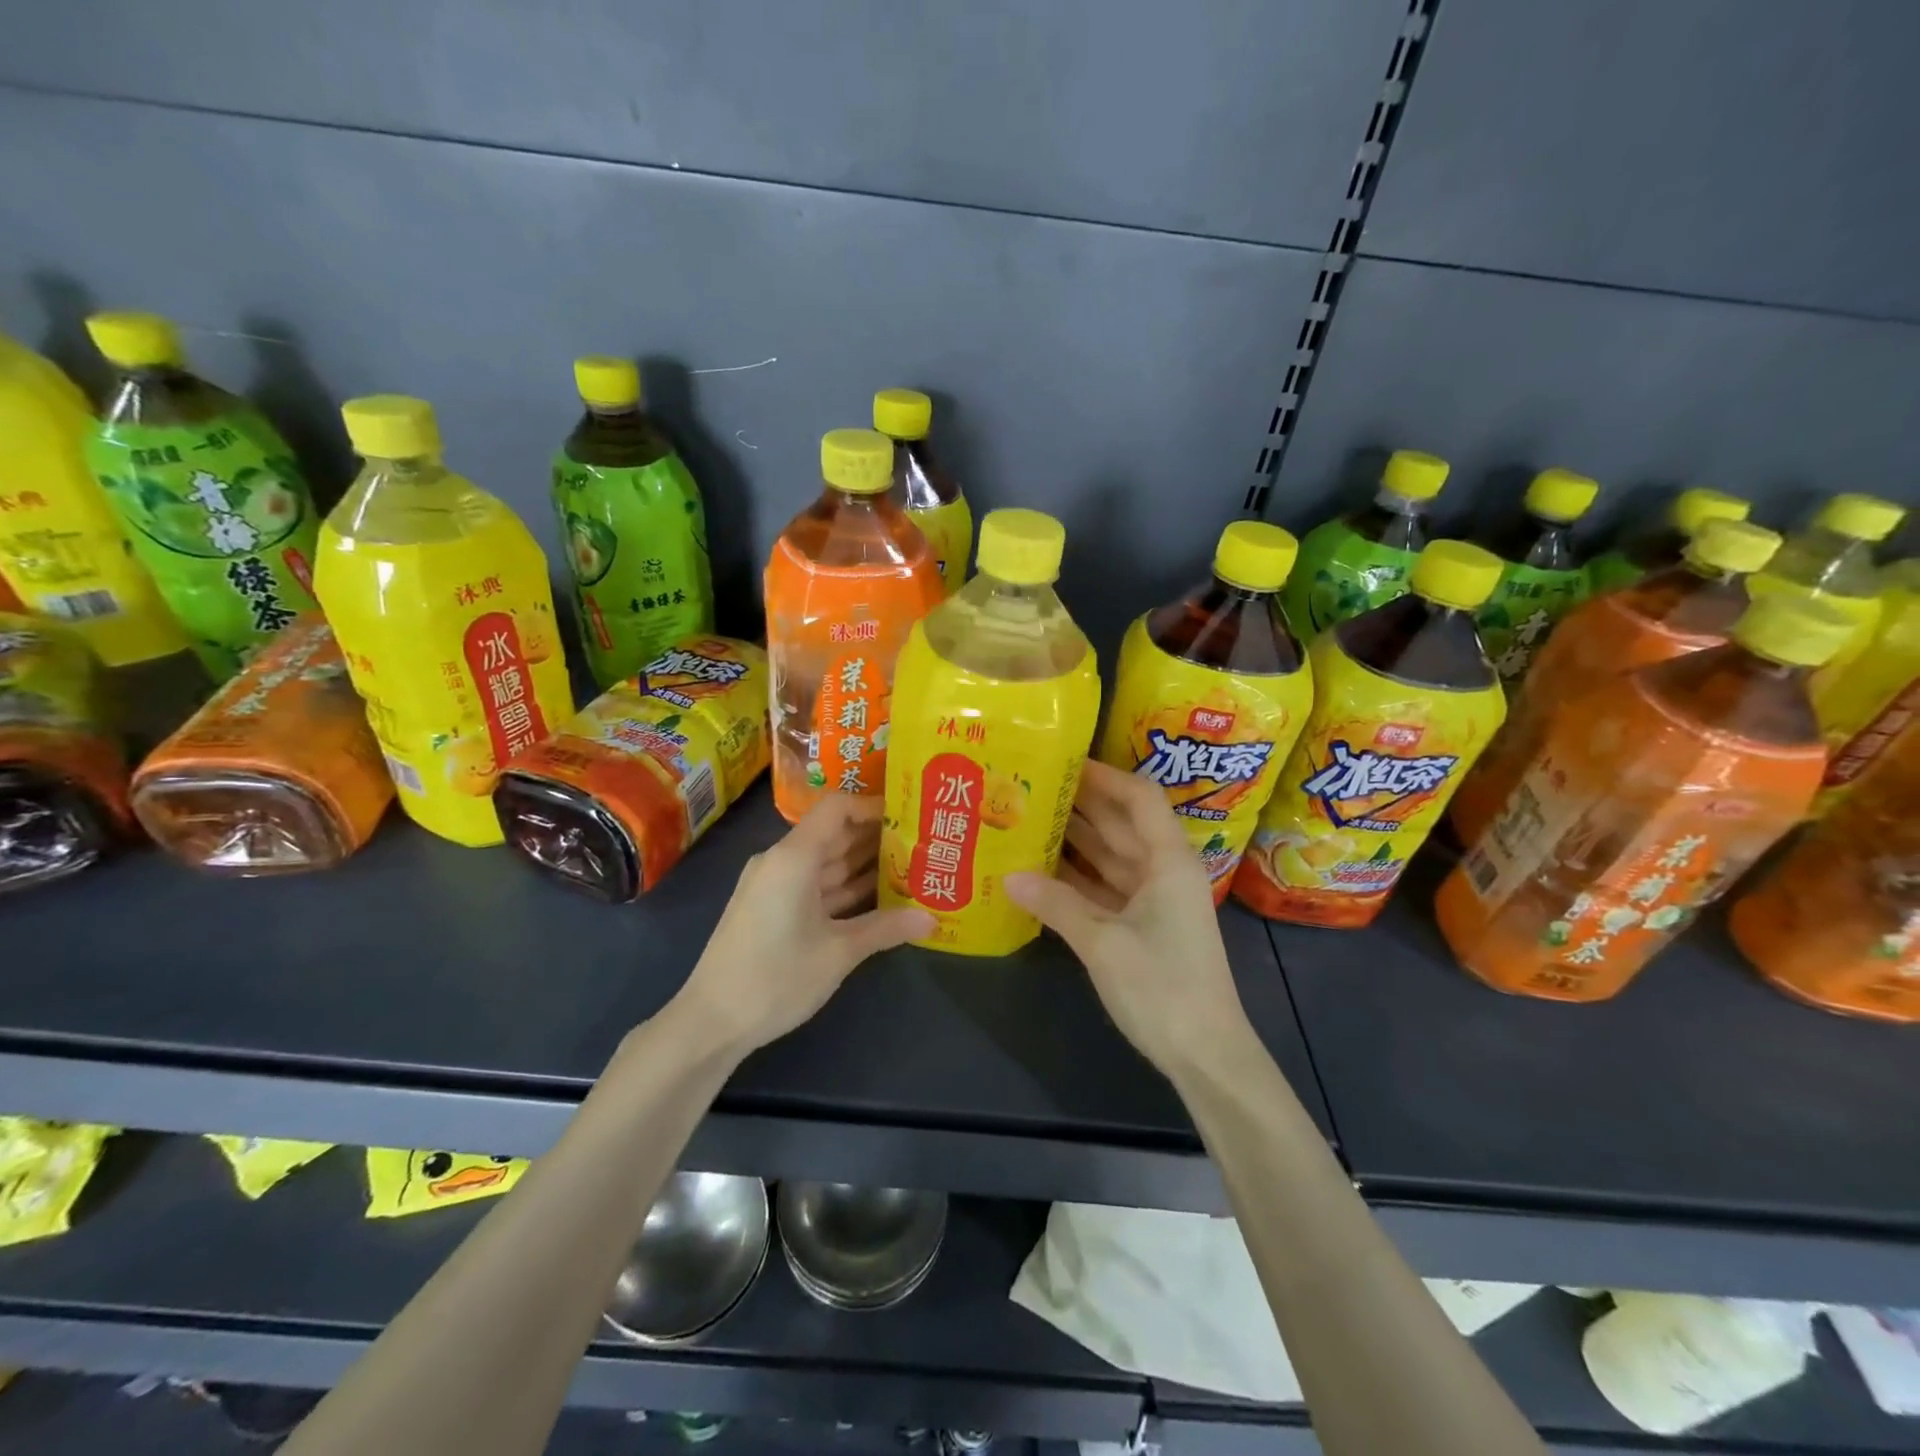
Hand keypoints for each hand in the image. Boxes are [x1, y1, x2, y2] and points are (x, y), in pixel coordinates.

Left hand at [673, 795, 933, 1056]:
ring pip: (827, 863)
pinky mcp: (771, 908)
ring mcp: (774, 886)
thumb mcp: (838, 953)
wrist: (711, 1022)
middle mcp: (782, 861)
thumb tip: (931, 919)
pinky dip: (845, 888)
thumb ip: (885, 929)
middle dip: (877, 837)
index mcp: (794, 857)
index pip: (837, 808)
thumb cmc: (775, 978)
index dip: (873, 806)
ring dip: (864, 865)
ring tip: (911, 866)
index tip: (910, 815)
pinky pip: (815, 886)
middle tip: (922, 842)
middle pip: (834, 834)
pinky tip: (880, 898)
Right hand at [1005, 761, 1250, 1081]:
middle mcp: (1162, 872)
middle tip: (1031, 786)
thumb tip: (1009, 876)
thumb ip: (1056, 904)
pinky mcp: (1141, 927)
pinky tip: (1040, 869)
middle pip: (1120, 824)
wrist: (1205, 1054)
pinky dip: (1076, 879)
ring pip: (1109, 857)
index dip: (1105, 776)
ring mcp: (1152, 900)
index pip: (1139, 798)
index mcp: (1168, 861)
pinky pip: (1104, 889)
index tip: (1064, 762)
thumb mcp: (1103, 943)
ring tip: (1027, 818)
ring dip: (1074, 840)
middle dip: (1080, 804)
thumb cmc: (1163, 987)